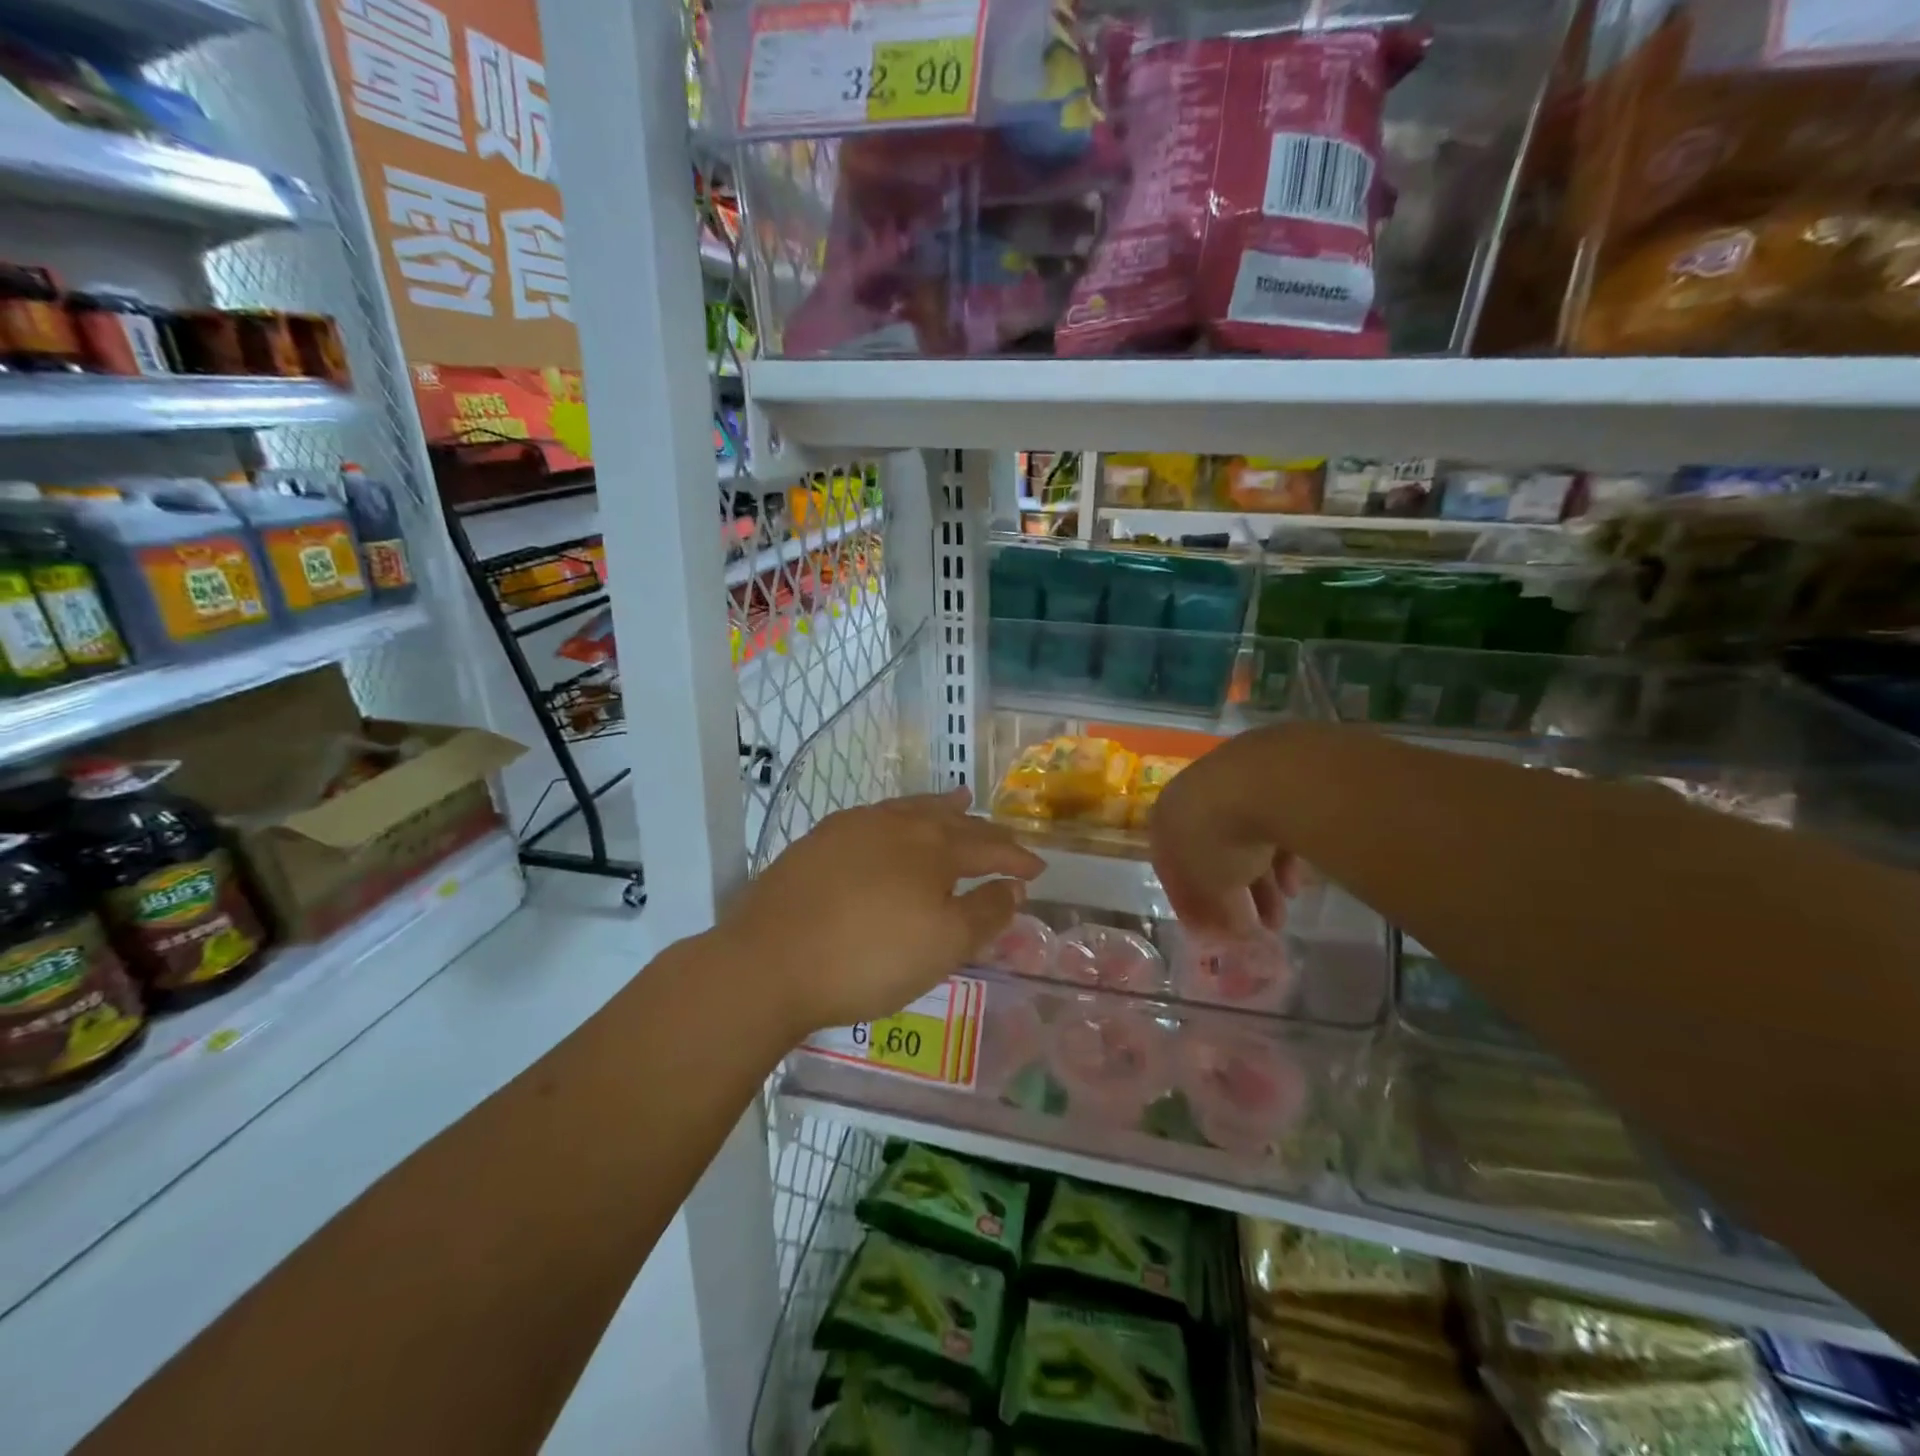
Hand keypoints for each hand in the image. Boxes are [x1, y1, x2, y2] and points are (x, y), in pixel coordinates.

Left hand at [725, 788, 1045, 1036]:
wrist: (769, 961)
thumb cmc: (867, 959)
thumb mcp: (942, 947)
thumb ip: (984, 913)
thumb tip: (1012, 888)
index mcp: (933, 849)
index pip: (988, 848)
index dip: (1016, 859)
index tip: (1037, 869)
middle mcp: (897, 825)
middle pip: (951, 822)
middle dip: (984, 831)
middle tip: (1004, 837)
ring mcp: (853, 827)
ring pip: (910, 810)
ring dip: (941, 808)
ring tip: (959, 801)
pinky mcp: (819, 840)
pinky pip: (875, 816)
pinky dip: (898, 815)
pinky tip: (891, 823)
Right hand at [1149, 728, 1301, 937]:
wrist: (1259, 784)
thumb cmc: (1217, 841)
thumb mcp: (1209, 889)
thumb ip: (1212, 912)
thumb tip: (1223, 932)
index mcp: (1163, 822)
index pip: (1172, 869)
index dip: (1192, 904)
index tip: (1213, 928)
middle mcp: (1190, 801)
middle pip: (1210, 856)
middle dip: (1234, 896)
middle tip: (1255, 928)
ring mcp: (1230, 787)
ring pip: (1242, 843)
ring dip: (1261, 884)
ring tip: (1280, 918)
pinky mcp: (1269, 781)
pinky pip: (1270, 826)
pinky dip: (1279, 858)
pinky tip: (1295, 885)